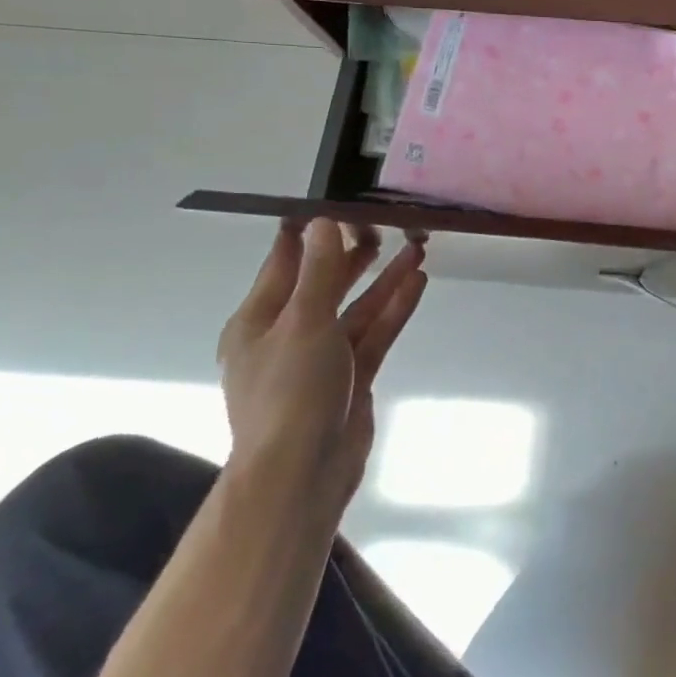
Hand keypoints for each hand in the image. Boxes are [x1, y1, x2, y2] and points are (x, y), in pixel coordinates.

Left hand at [216, 218, 427, 513]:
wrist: (302, 474)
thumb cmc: (289, 392)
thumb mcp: (304, 322)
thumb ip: (320, 271)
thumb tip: (324, 222)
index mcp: (258, 321)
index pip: (284, 263)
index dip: (307, 233)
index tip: (331, 203)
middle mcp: (288, 334)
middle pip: (324, 284)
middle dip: (352, 254)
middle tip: (383, 223)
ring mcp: (322, 357)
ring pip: (356, 308)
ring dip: (383, 280)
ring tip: (415, 247)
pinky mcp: (352, 376)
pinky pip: (374, 332)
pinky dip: (393, 308)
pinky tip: (417, 282)